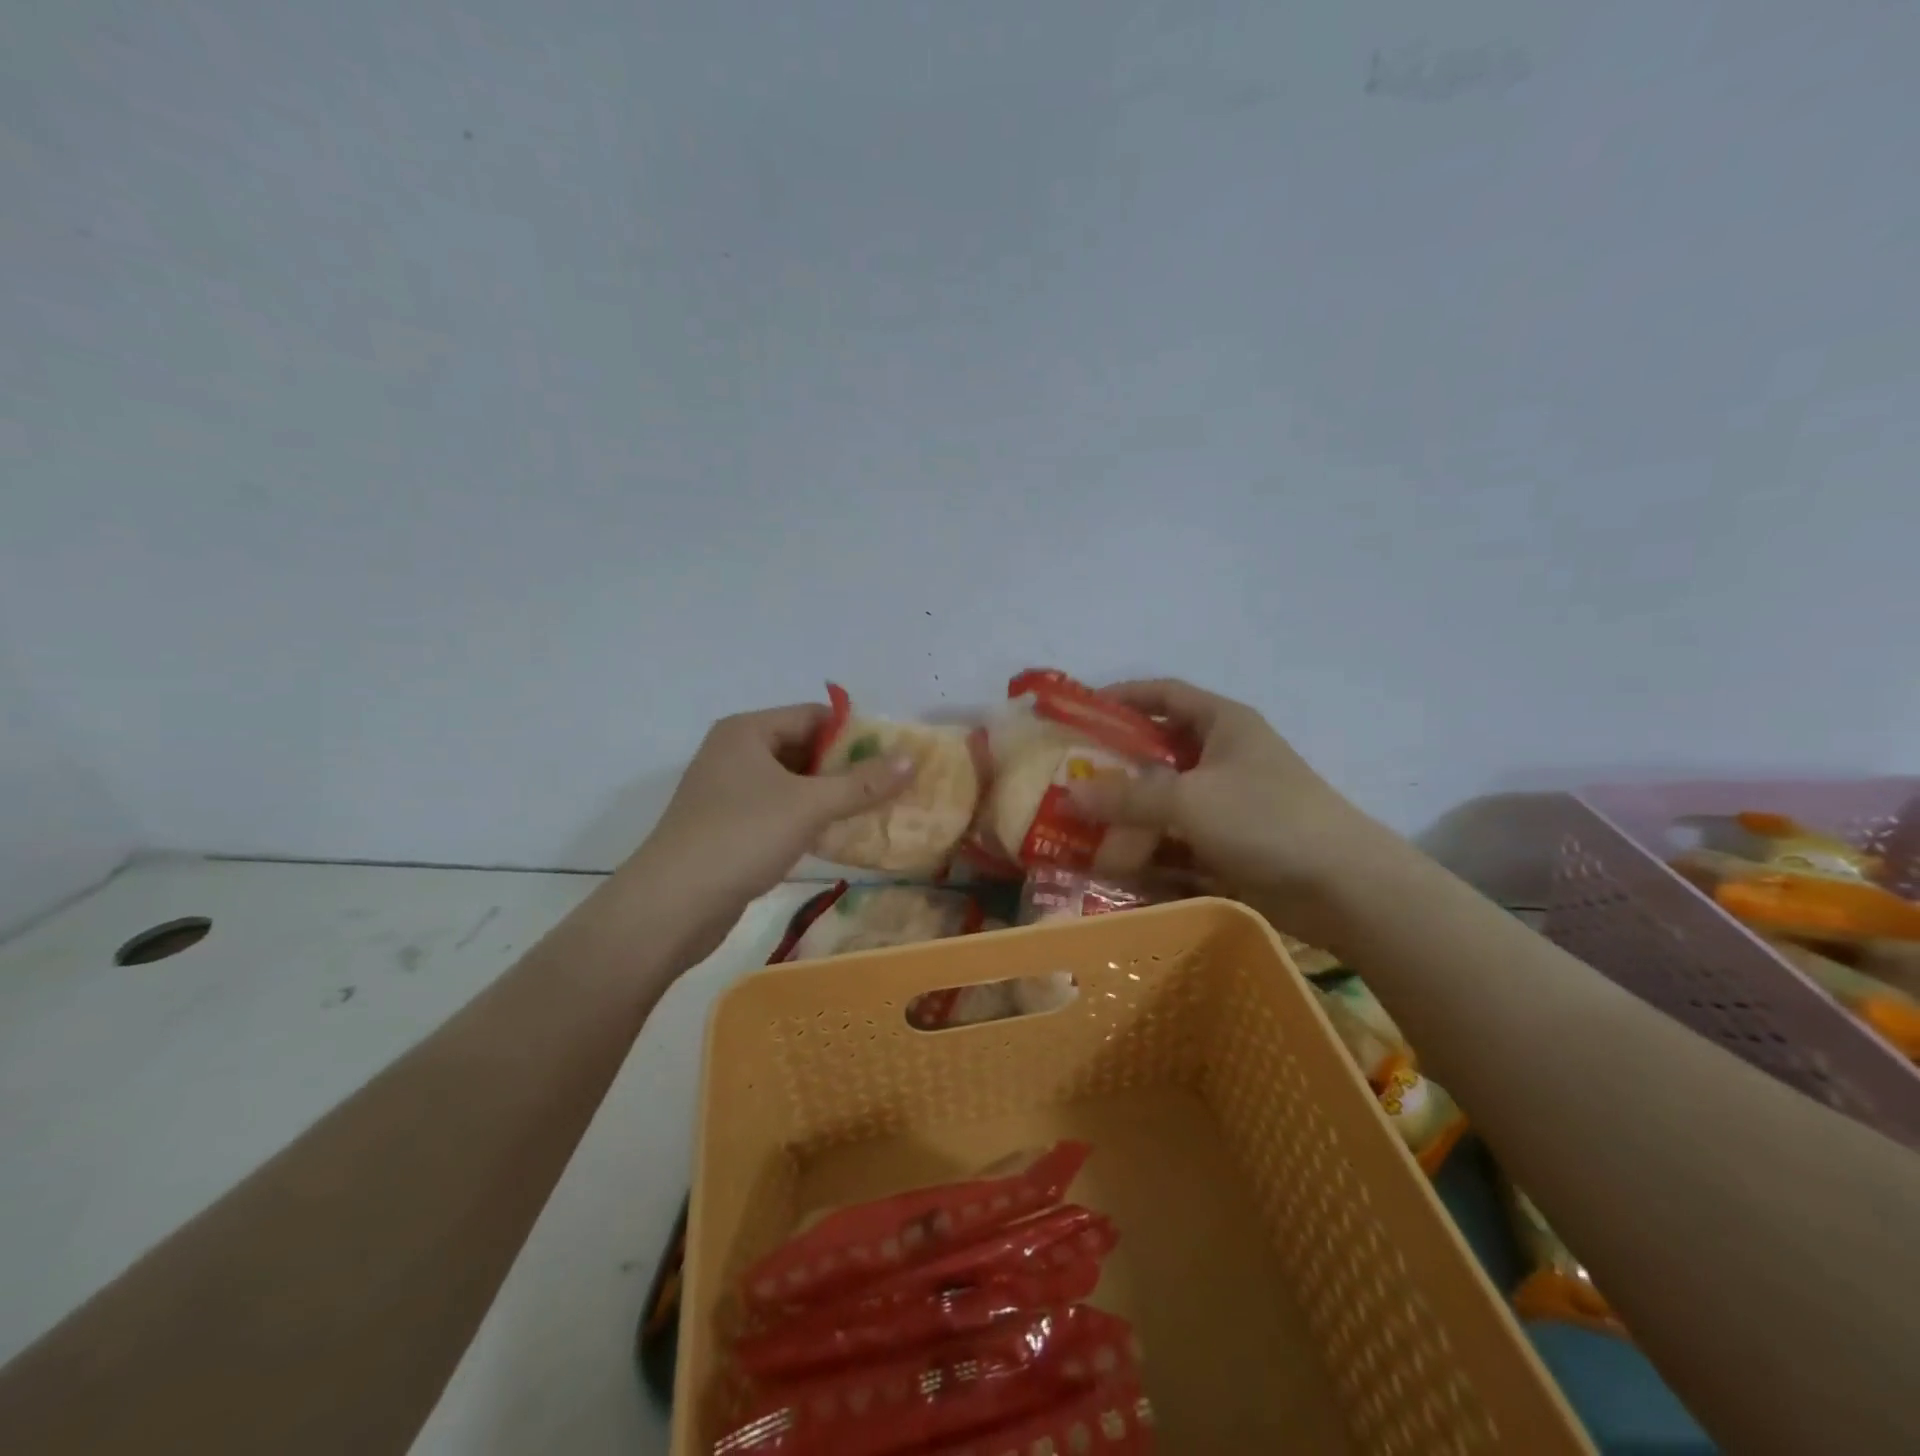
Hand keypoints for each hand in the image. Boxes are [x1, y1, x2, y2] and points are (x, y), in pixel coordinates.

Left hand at [621, 703, 913, 963]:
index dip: (855, 734)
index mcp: (747, 731)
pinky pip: (778, 811)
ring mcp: (728, 792)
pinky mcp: (728, 827)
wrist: (672, 905)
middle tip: (889, 786)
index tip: (893, 756)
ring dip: (830, 796)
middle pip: (803, 748)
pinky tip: (837, 837)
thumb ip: (862, 784)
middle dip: (846, 768)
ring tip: (874, 811)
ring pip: (792, 783)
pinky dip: (807, 819)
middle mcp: (735, 753)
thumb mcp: (809, 805)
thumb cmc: (741, 837)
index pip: (813, 716)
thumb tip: (910, 760)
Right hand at [1069, 679, 1389, 942]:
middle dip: (1114, 764)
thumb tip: (1071, 792)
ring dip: (1127, 813)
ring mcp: (1228, 803)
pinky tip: (1113, 864)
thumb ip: (1128, 796)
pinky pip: (1177, 838)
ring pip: (1165, 800)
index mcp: (1223, 724)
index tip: (1079, 710)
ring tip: (1078, 826)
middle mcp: (1224, 756)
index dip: (1122, 696)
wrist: (1343, 887)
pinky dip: (1149, 848)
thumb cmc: (1266, 819)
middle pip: (1159, 750)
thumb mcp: (1190, 800)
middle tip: (1068, 776)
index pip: (1165, 694)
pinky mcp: (1229, 844)